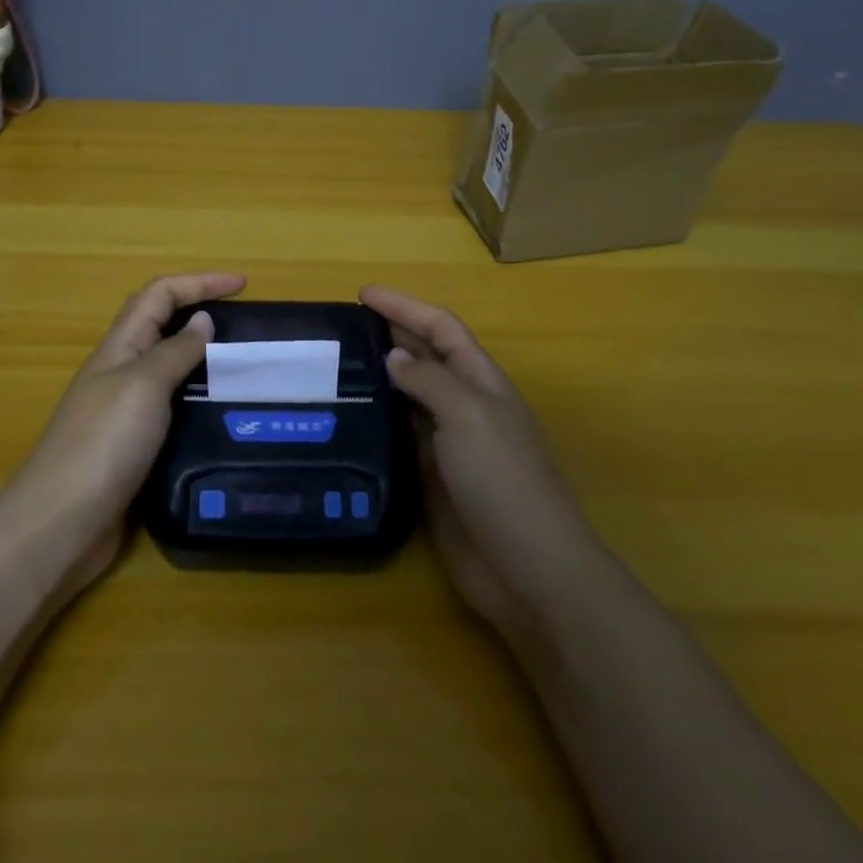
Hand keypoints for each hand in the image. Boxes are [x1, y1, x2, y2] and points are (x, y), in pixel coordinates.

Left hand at [13, 272, 245, 590]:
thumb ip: (174, 352)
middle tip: (247, 324)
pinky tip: (222, 417)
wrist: (60, 524)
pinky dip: (197, 401)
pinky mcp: (133, 448)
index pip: (160, 295)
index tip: (243, 285)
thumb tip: (202, 320)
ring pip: (168, 369)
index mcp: (119, 348)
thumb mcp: (143, 386)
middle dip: (200, 312)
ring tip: (245, 368)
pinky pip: (171, 409)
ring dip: (203, 359)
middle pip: (161, 326)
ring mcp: (124, 412)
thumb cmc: (103, 445)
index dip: (200, 282)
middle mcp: (120, 372)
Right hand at [360, 285, 597, 650]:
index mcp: (480, 381)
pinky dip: (376, 420)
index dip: (405, 306)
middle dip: (389, 334)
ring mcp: (447, 443)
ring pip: (407, 396)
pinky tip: (347, 417)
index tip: (362, 294)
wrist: (527, 568)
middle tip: (341, 326)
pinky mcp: (430, 477)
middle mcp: (463, 405)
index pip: (440, 328)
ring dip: (378, 377)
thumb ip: (428, 381)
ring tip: (334, 365)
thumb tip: (393, 355)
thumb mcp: (469, 416)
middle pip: (424, 357)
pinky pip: (398, 436)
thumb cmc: (504, 479)